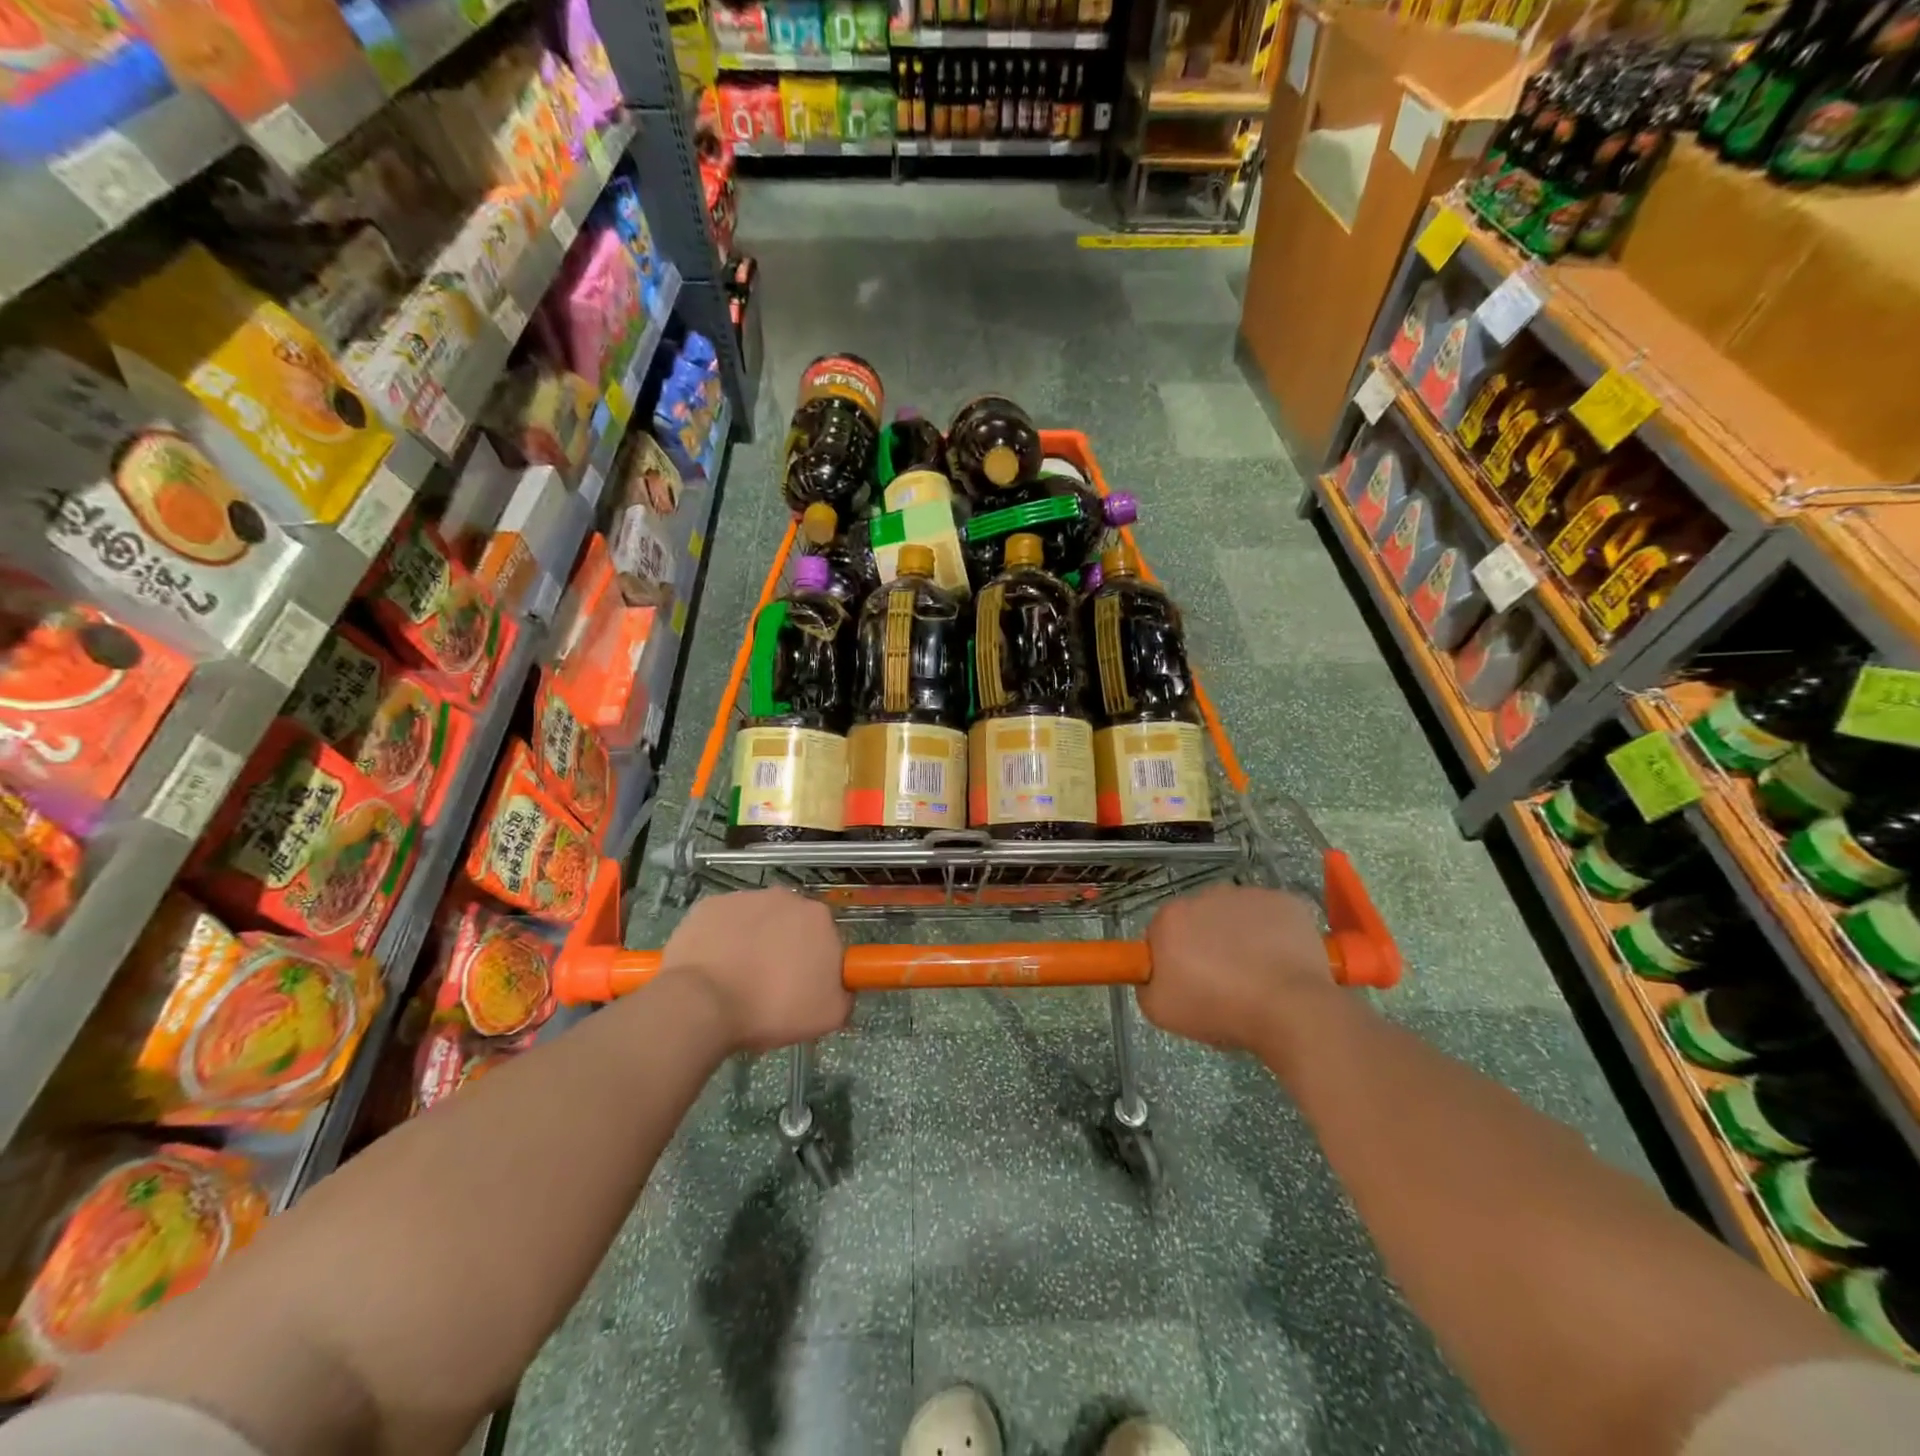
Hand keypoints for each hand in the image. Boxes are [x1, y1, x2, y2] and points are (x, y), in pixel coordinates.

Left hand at [660, 889, 850, 1051]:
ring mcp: (744, 898)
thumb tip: (841, 987)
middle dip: (784, 949)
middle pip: (790, 924)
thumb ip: (845, 994)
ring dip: (752, 943)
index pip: (826, 938)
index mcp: (819, 918)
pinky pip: (722, 923)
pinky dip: (720, 940)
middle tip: (771, 987)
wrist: (703, 1004)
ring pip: (755, 921)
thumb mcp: (829, 1016)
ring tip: (737, 981)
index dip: (816, 964)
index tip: (802, 988)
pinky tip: (713, 969)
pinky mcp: (708, 905)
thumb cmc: (772, 1009)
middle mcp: (785, 898)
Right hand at [1140, 885, 1338, 1055]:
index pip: (1162, 933)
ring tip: (1257, 975)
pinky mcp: (1284, 900)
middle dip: (1206, 944)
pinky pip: (1270, 916)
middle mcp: (1205, 895)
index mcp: (1171, 918)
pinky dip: (1273, 933)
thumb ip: (1146, 984)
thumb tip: (1155, 972)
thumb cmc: (1221, 1010)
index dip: (1174, 959)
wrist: (1291, 1010)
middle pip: (1199, 919)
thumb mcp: (1161, 1011)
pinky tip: (1281, 962)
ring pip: (1236, 915)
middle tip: (1223, 982)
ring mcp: (1248, 895)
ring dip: (1240, 936)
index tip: (1190, 983)